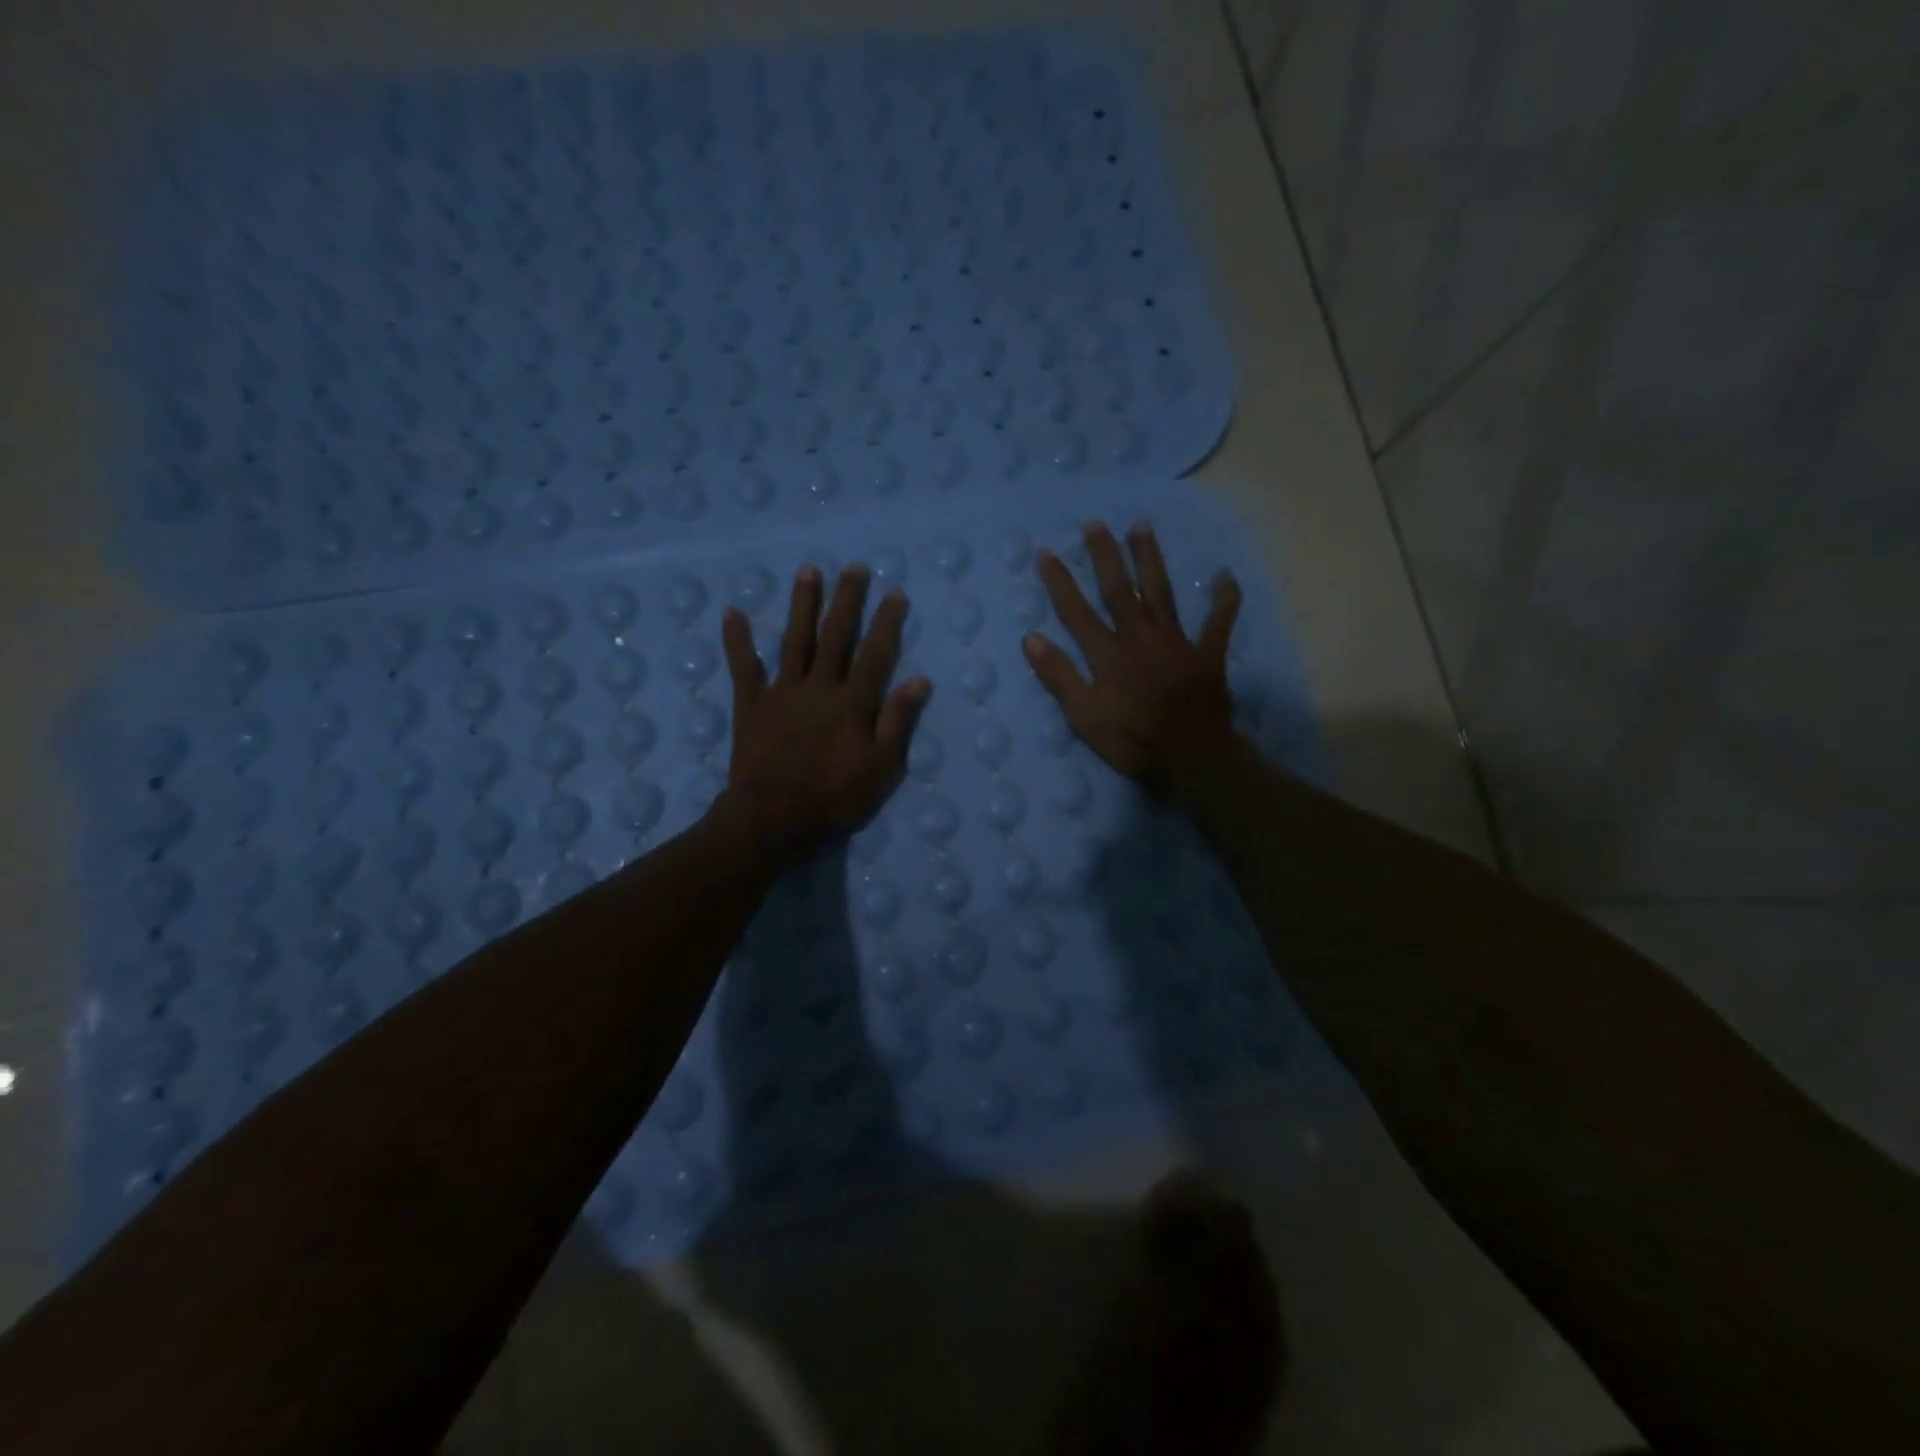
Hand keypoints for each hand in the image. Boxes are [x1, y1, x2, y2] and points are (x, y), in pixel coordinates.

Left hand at [719, 562, 930, 854]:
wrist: (772, 819)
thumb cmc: (833, 799)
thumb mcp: (880, 769)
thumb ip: (897, 723)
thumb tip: (919, 680)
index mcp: (852, 703)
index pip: (874, 654)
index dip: (886, 622)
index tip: (894, 592)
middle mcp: (818, 687)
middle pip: (836, 636)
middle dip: (847, 600)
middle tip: (854, 567)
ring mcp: (781, 693)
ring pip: (795, 640)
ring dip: (802, 605)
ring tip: (809, 571)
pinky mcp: (751, 705)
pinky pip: (743, 667)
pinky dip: (737, 640)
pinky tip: (731, 612)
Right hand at [1023, 522, 1241, 800]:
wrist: (1191, 759)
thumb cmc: (1132, 741)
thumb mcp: (1084, 716)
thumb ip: (1060, 676)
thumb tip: (1031, 638)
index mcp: (1109, 654)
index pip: (1076, 611)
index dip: (1059, 581)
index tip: (1046, 552)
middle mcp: (1141, 637)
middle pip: (1119, 590)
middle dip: (1105, 556)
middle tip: (1095, 524)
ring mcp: (1177, 642)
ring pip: (1162, 592)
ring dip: (1150, 559)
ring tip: (1142, 527)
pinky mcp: (1207, 655)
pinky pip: (1218, 622)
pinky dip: (1223, 600)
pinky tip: (1225, 576)